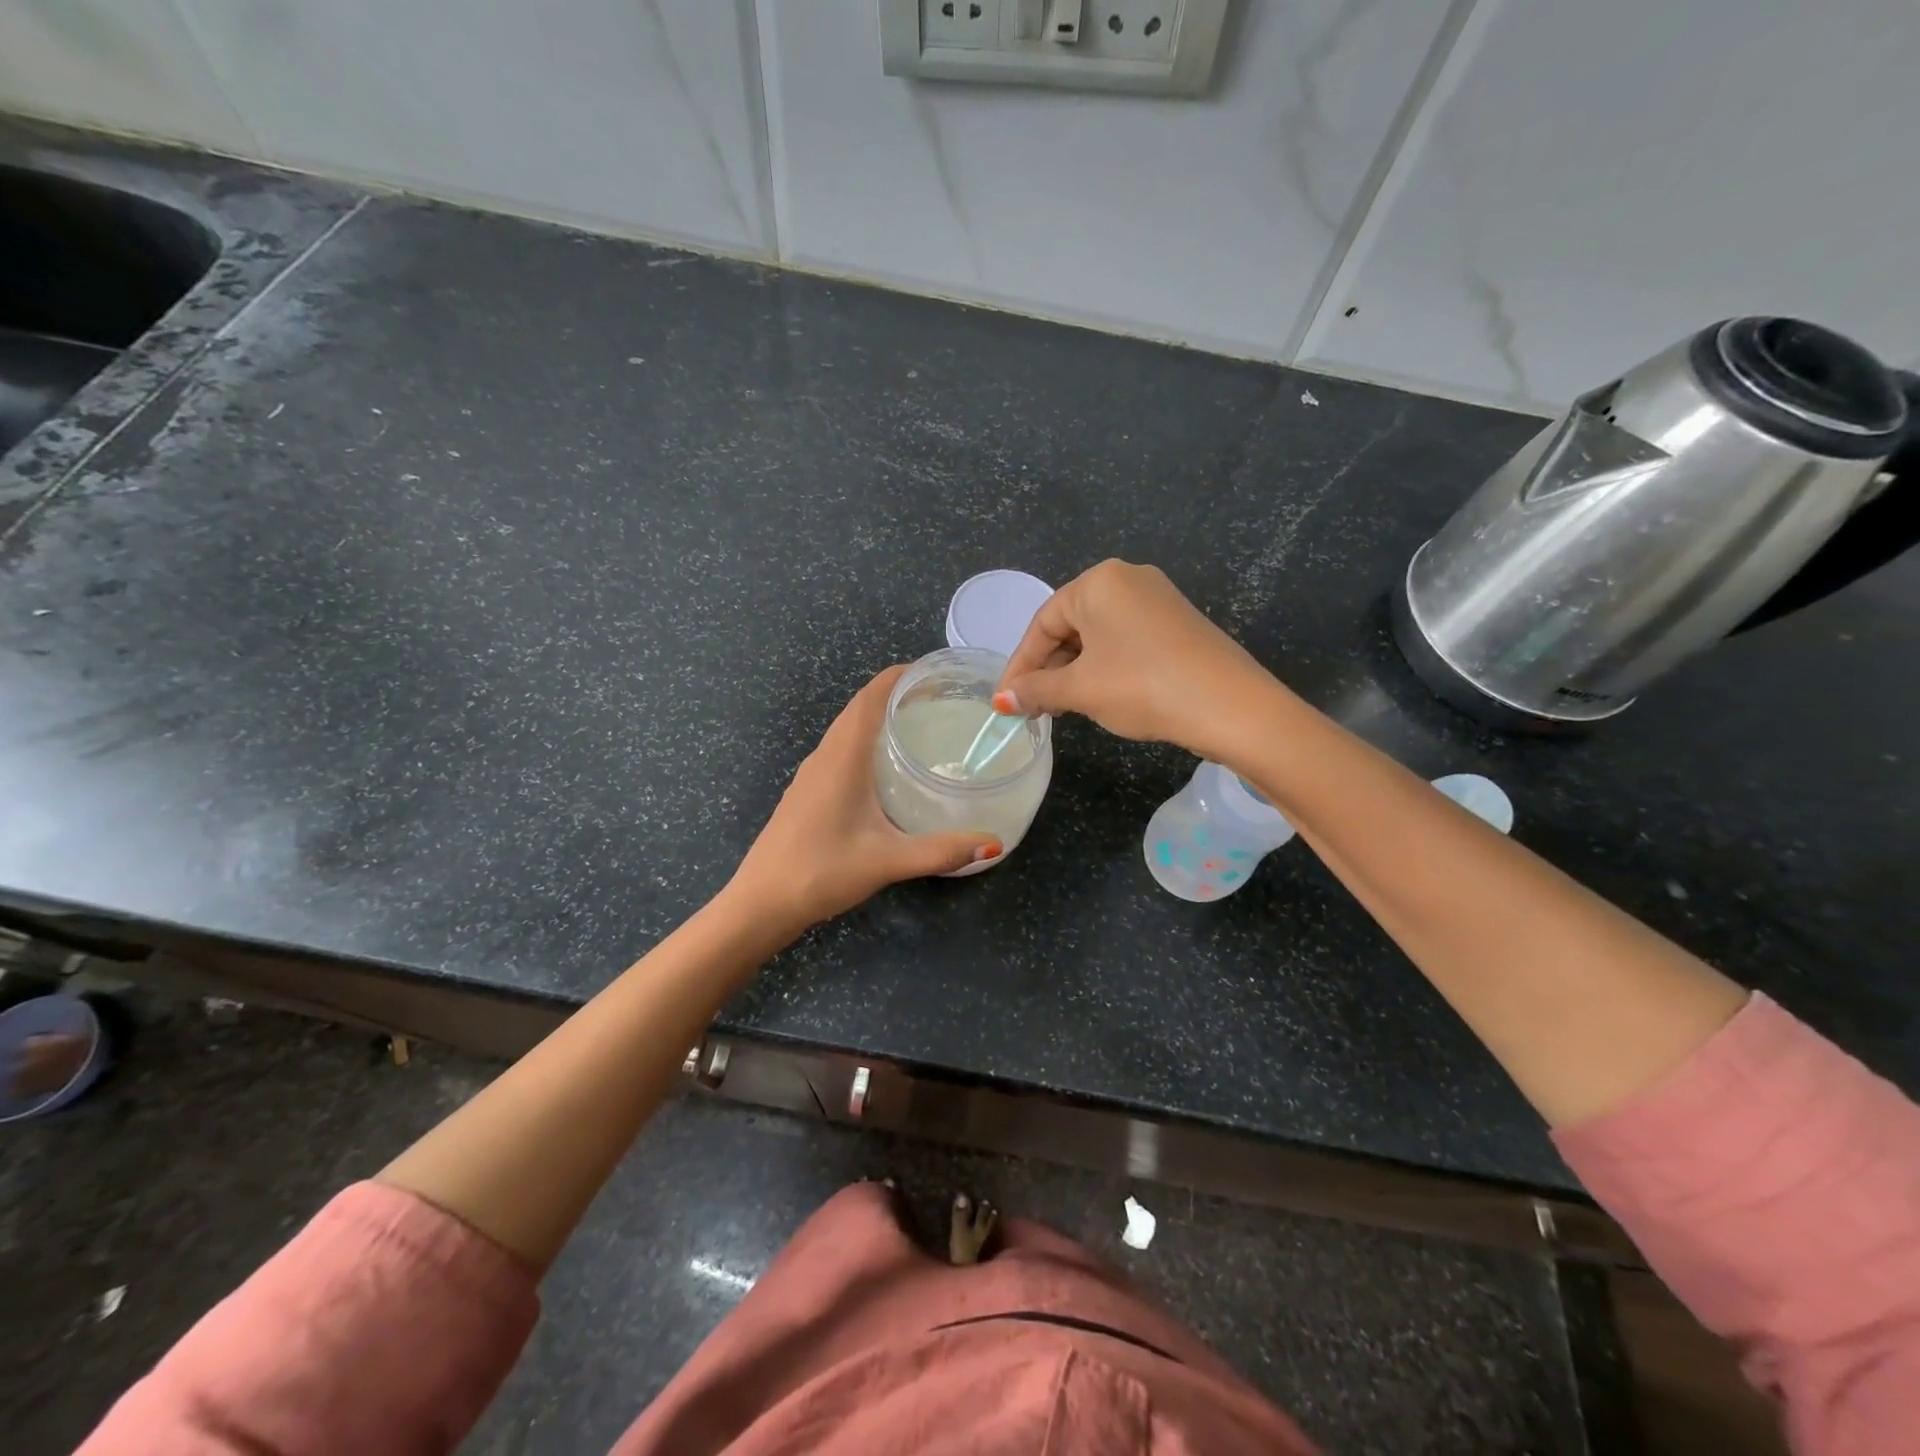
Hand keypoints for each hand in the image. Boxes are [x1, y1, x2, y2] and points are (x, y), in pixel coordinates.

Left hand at [731, 666, 1002, 929]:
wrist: (762, 902)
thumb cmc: (822, 871)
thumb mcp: (888, 860)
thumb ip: (942, 851)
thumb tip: (993, 845)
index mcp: (843, 757)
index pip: (871, 696)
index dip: (900, 676)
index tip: (935, 673)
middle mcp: (825, 756)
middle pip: (860, 707)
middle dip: (896, 694)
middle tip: (940, 700)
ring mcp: (811, 774)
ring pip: (848, 730)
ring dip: (879, 718)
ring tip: (920, 727)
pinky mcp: (807, 792)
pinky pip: (840, 751)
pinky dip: (866, 742)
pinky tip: (887, 769)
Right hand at [995, 560, 1275, 759]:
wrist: (1231, 706)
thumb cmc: (1142, 686)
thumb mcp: (1081, 690)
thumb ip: (1036, 690)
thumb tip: (1002, 701)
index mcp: (1099, 582)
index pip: (1042, 623)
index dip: (1020, 666)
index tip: (1006, 702)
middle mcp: (1128, 580)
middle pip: (1070, 626)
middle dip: (1047, 669)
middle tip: (1032, 708)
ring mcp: (1157, 600)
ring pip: (1097, 637)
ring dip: (1073, 672)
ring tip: (1061, 708)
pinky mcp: (1177, 624)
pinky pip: (1125, 642)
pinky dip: (1103, 668)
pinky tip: (1098, 697)